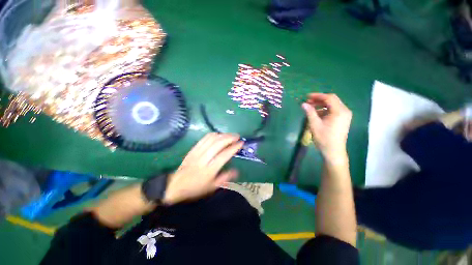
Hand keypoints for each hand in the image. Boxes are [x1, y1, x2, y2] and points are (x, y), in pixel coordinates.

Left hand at [163, 133, 243, 204]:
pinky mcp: (193, 149)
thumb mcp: (212, 187)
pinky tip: (219, 134)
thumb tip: (237, 170)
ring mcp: (197, 152)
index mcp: (209, 170)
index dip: (234, 148)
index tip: (241, 143)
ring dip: (222, 135)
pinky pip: (204, 138)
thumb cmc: (196, 188)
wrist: (175, 185)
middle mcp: (203, 159)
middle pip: (218, 144)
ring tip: (230, 134)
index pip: (224, 155)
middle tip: (237, 136)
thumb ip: (225, 178)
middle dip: (229, 138)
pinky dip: (213, 134)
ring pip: (211, 139)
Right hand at [302, 93, 351, 160]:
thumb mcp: (315, 125)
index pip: (329, 98)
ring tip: (310, 108)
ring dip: (321, 105)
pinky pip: (334, 111)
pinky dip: (325, 110)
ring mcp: (345, 116)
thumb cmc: (324, 138)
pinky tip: (317, 115)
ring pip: (332, 105)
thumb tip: (303, 104)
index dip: (317, 96)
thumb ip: (310, 112)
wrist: (333, 151)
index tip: (307, 97)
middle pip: (332, 100)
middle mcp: (345, 111)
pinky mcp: (343, 120)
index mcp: (339, 111)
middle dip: (319, 100)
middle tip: (308, 102)